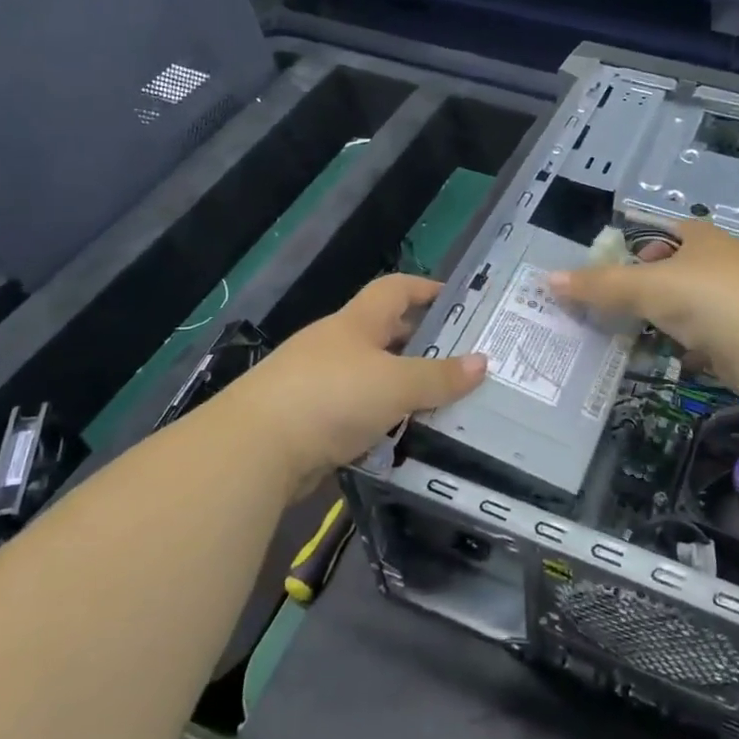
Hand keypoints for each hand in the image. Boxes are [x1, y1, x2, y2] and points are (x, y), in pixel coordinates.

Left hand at [207, 274, 485, 488]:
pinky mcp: (306, 422)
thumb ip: (440, 376)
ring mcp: (316, 383)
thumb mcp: (396, 384)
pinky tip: (400, 440)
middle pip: (383, 334)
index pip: (395, 289)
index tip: (457, 300)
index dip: (426, 289)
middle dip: (419, 344)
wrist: (255, 450)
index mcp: (356, 323)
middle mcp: (335, 346)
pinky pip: (354, 414)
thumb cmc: (332, 397)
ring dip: (400, 388)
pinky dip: (379, 422)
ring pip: (370, 378)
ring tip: (440, 404)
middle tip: (459, 360)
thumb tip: (483, 362)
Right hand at [548, 218, 738, 388]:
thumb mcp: (643, 287)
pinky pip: (719, 336)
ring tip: (651, 334)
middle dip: (662, 286)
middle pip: (690, 268)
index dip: (652, 244)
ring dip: (680, 318)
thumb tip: (547, 279)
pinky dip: (700, 345)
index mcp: (706, 239)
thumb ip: (598, 285)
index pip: (677, 231)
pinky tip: (684, 358)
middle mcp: (731, 262)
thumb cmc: (704, 298)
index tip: (631, 267)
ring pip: (705, 305)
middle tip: (633, 305)